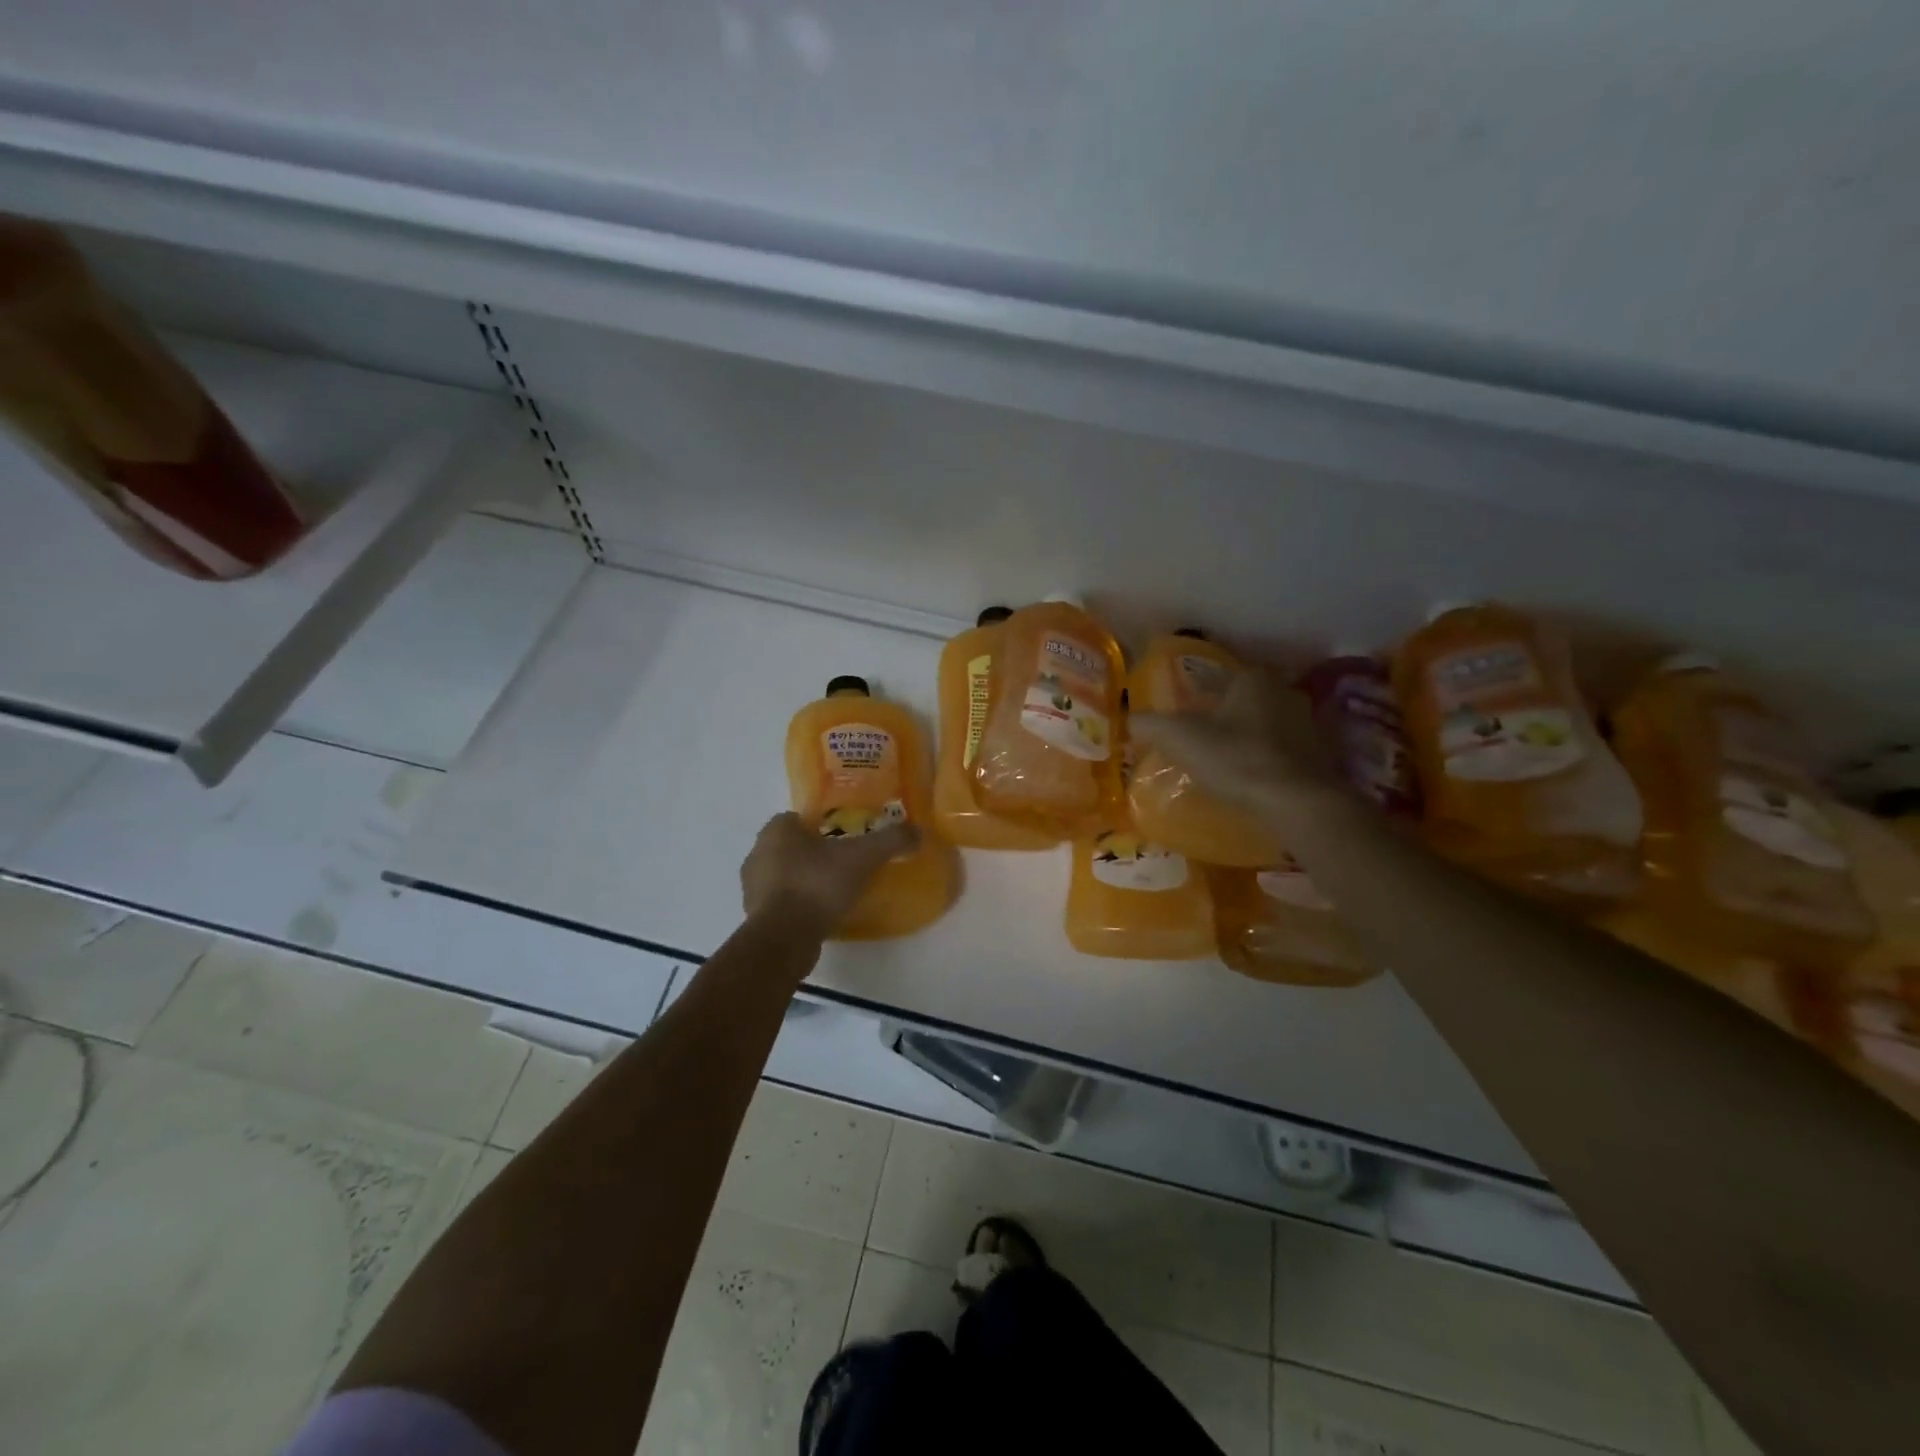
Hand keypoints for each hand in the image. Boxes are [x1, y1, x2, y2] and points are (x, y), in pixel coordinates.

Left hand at [740, 812, 919, 938]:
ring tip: (834, 890)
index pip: (796, 818)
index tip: (843, 837)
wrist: (784, 938)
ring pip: (783, 875)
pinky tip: (821, 913)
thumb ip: (890, 841)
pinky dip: (798, 904)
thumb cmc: (817, 884)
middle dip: (813, 852)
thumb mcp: (862, 857)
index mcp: (776, 831)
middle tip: (843, 862)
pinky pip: (781, 902)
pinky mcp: (755, 917)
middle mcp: (757, 853)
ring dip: (804, 879)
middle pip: (790, 846)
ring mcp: (752, 888)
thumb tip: (919, 831)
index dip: (820, 825)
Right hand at [1130, 668, 1332, 814]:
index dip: (1195, 698)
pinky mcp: (1319, 754)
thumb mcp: (1180, 738)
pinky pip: (1281, 750)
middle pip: (1241, 701)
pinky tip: (1249, 778)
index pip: (1216, 679)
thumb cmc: (1235, 758)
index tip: (1182, 720)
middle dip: (1222, 717)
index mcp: (1252, 678)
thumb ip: (1149, 724)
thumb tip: (1128, 719)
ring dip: (1245, 739)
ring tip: (1222, 763)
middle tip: (1199, 741)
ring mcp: (1307, 723)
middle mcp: (1283, 691)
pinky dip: (1265, 759)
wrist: (1295, 802)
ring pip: (1264, 725)